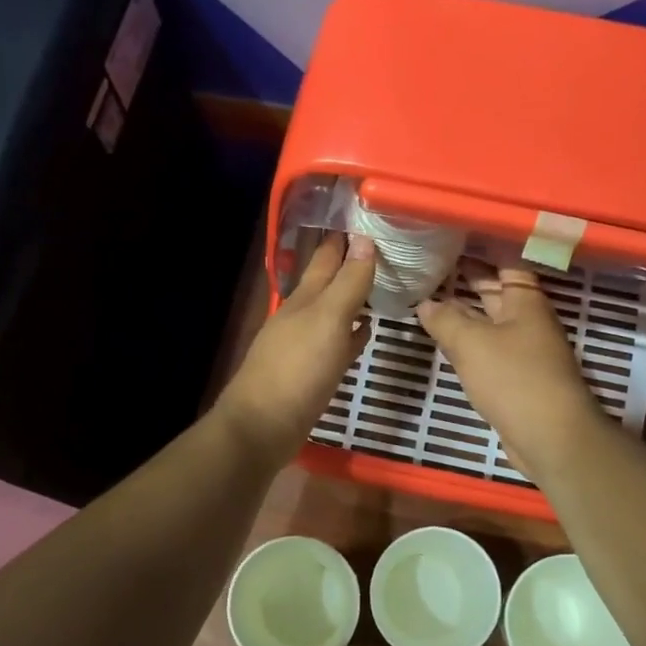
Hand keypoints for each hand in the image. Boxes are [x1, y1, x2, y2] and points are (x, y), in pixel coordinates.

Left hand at [214, 233, 375, 464]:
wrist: (263, 427)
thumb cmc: (297, 370)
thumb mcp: (328, 320)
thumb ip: (348, 282)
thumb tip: (365, 239)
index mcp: (304, 298)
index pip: (326, 257)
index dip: (345, 238)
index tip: (369, 218)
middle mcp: (301, 315)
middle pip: (328, 283)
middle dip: (349, 264)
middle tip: (382, 247)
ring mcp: (304, 345)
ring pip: (333, 312)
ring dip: (352, 299)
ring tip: (380, 284)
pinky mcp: (311, 373)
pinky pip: (336, 344)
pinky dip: (352, 335)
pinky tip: (365, 333)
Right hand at [417, 263, 606, 478]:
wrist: (550, 436)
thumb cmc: (514, 378)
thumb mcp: (472, 343)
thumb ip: (445, 319)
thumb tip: (425, 303)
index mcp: (525, 300)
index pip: (505, 260)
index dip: (480, 246)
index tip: (451, 236)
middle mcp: (527, 319)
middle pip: (496, 289)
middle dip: (467, 276)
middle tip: (430, 262)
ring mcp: (523, 349)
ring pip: (490, 320)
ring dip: (464, 310)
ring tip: (428, 296)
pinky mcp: (516, 376)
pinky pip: (488, 348)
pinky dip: (468, 340)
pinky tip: (445, 339)